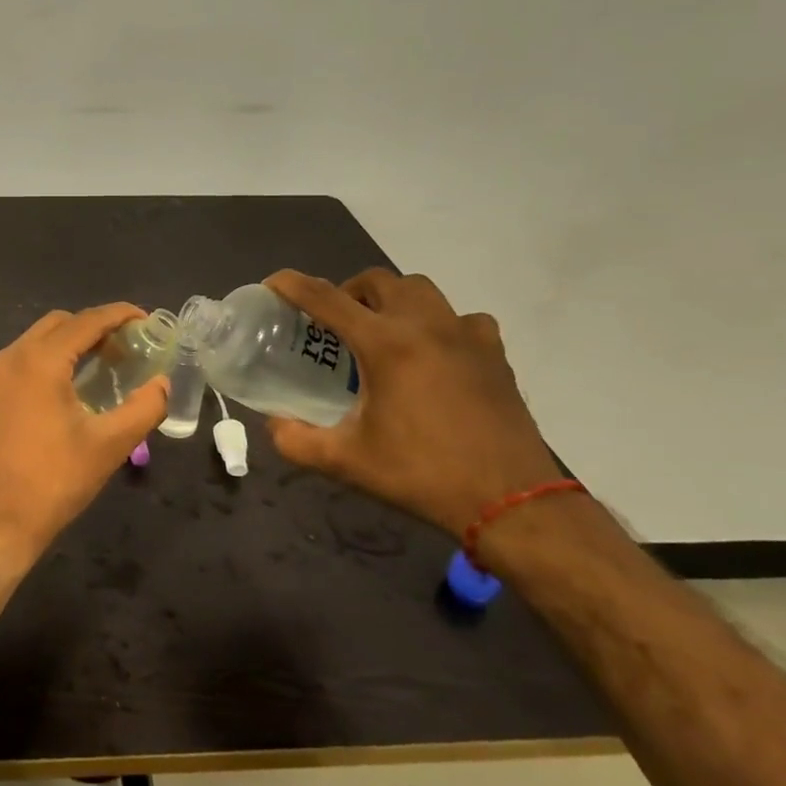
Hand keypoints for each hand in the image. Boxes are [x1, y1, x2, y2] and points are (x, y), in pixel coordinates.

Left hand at [0, 304, 168, 569]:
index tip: (145, 319)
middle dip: (93, 327)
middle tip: (125, 348)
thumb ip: (144, 408)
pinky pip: (18, 364)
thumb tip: (163, 384)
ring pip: (34, 342)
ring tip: (100, 367)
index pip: (85, 322)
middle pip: (57, 324)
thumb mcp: (109, 446)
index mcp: (39, 361)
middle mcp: (9, 358)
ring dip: (68, 345)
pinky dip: (45, 363)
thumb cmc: (53, 482)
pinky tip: (64, 390)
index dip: (118, 315)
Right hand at [263, 268, 558, 540]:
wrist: (512, 504)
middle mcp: (426, 325)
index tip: (272, 284)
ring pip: (420, 290)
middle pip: (377, 281)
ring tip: (380, 330)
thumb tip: (272, 424)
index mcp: (386, 344)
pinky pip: (462, 318)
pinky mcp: (494, 354)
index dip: (292, 285)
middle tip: (332, 323)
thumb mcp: (347, 462)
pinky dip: (439, 323)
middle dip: (346, 290)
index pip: (325, 298)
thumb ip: (296, 441)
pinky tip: (434, 352)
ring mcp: (466, 336)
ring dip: (391, 299)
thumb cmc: (423, 476)